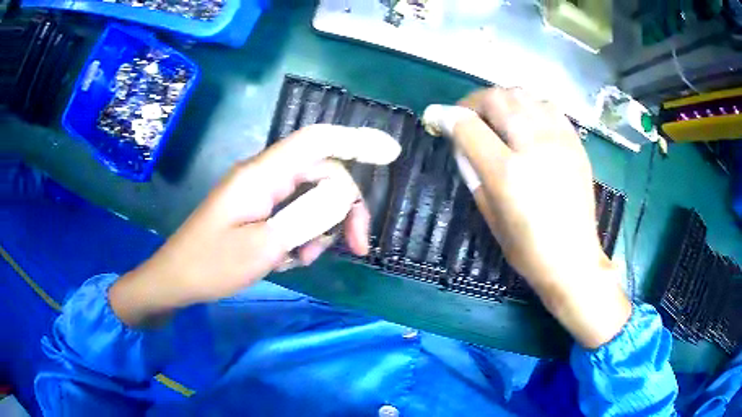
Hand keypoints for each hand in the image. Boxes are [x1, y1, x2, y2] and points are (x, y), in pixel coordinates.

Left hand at [110, 125, 400, 326]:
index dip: (356, 140)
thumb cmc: (212, 265)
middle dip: (344, 208)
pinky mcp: (258, 209)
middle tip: (357, 247)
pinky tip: (293, 258)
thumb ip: (306, 218)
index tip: (391, 153)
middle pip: (321, 174)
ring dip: (321, 227)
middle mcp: (264, 175)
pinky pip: (294, 212)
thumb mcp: (263, 248)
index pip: (317, 141)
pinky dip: (304, 235)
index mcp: (262, 175)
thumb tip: (344, 194)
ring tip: (305, 260)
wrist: (177, 279)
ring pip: (311, 197)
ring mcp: (261, 192)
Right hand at [429, 88, 630, 347]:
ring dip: (501, 99)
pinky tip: (526, 121)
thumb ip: (472, 171)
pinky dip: (529, 105)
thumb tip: (459, 141)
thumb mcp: (489, 215)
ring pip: (522, 93)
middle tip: (467, 118)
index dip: (445, 116)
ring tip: (496, 117)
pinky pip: (547, 105)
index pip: (468, 126)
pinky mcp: (575, 142)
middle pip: (496, 98)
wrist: (574, 259)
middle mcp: (534, 146)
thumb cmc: (528, 249)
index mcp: (508, 172)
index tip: (435, 117)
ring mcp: (559, 140)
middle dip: (472, 102)